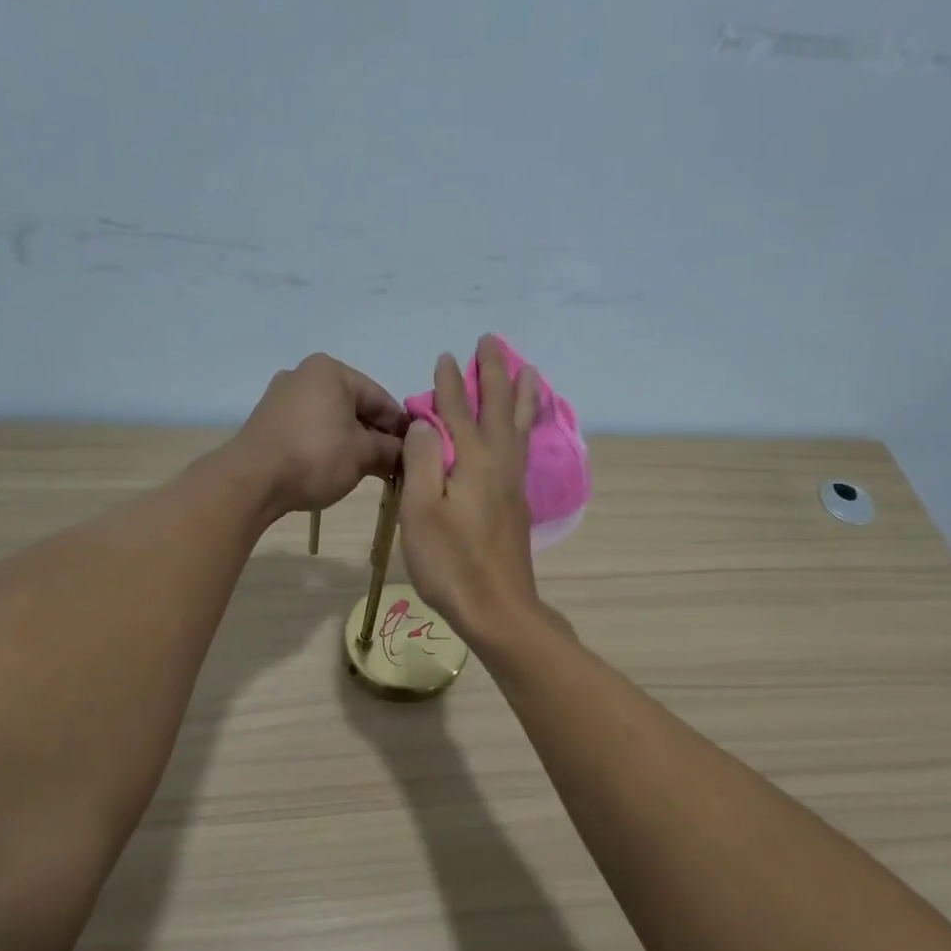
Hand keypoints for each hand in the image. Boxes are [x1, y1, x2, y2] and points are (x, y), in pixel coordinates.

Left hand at [235, 354, 406, 515]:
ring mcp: (283, 396)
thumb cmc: (315, 456)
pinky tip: (339, 467)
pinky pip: (311, 428)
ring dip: (354, 443)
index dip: (402, 428)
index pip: (381, 398)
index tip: (416, 452)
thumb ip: (392, 450)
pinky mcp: (269, 420)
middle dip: (377, 435)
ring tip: (370, 470)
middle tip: (395, 465)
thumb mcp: (363, 455)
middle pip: (356, 406)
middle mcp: (305, 374)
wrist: (252, 480)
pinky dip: (329, 445)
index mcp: (332, 370)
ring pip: (333, 419)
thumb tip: (409, 453)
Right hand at [398, 335, 542, 644]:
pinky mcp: (517, 505)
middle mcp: (499, 464)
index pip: (458, 410)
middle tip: (493, 342)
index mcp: (473, 461)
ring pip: (519, 427)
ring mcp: (513, 485)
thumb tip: (426, 421)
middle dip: (494, 374)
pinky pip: (523, 448)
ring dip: (520, 395)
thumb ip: (422, 460)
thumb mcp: (421, 511)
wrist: (497, 608)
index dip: (450, 383)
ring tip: (529, 371)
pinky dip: (524, 426)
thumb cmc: (451, 563)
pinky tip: (523, 430)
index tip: (446, 355)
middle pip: (498, 409)